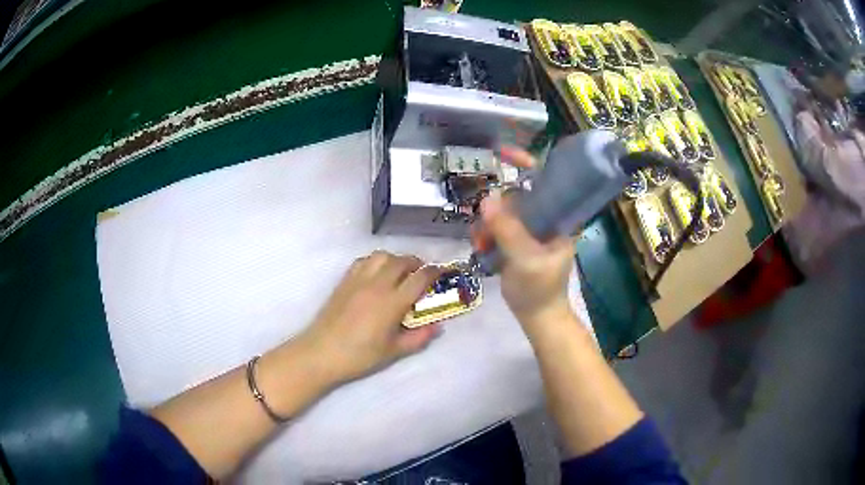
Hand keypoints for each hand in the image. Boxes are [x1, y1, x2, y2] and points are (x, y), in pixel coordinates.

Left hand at [298, 251, 442, 384]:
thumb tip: (438, 327)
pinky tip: (376, 275)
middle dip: (416, 263)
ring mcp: (358, 280)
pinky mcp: (344, 281)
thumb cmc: (360, 355)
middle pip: (401, 261)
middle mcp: (377, 284)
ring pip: (381, 256)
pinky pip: (363, 261)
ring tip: (399, 272)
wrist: (322, 352)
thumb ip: (419, 338)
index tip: (442, 273)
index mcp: (392, 302)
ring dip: (395, 259)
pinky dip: (375, 262)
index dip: (434, 272)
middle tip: (421, 274)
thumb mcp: (394, 351)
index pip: (419, 278)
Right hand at [474, 147, 575, 336]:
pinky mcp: (518, 241)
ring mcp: (531, 230)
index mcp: (560, 218)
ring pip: (504, 211)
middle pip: (517, 195)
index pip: (546, 181)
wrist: (537, 316)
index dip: (526, 163)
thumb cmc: (540, 290)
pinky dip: (486, 233)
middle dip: (496, 207)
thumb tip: (487, 199)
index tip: (503, 153)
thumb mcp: (525, 260)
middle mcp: (547, 218)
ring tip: (480, 243)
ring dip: (488, 224)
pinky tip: (481, 247)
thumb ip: (508, 230)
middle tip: (483, 226)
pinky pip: (498, 226)